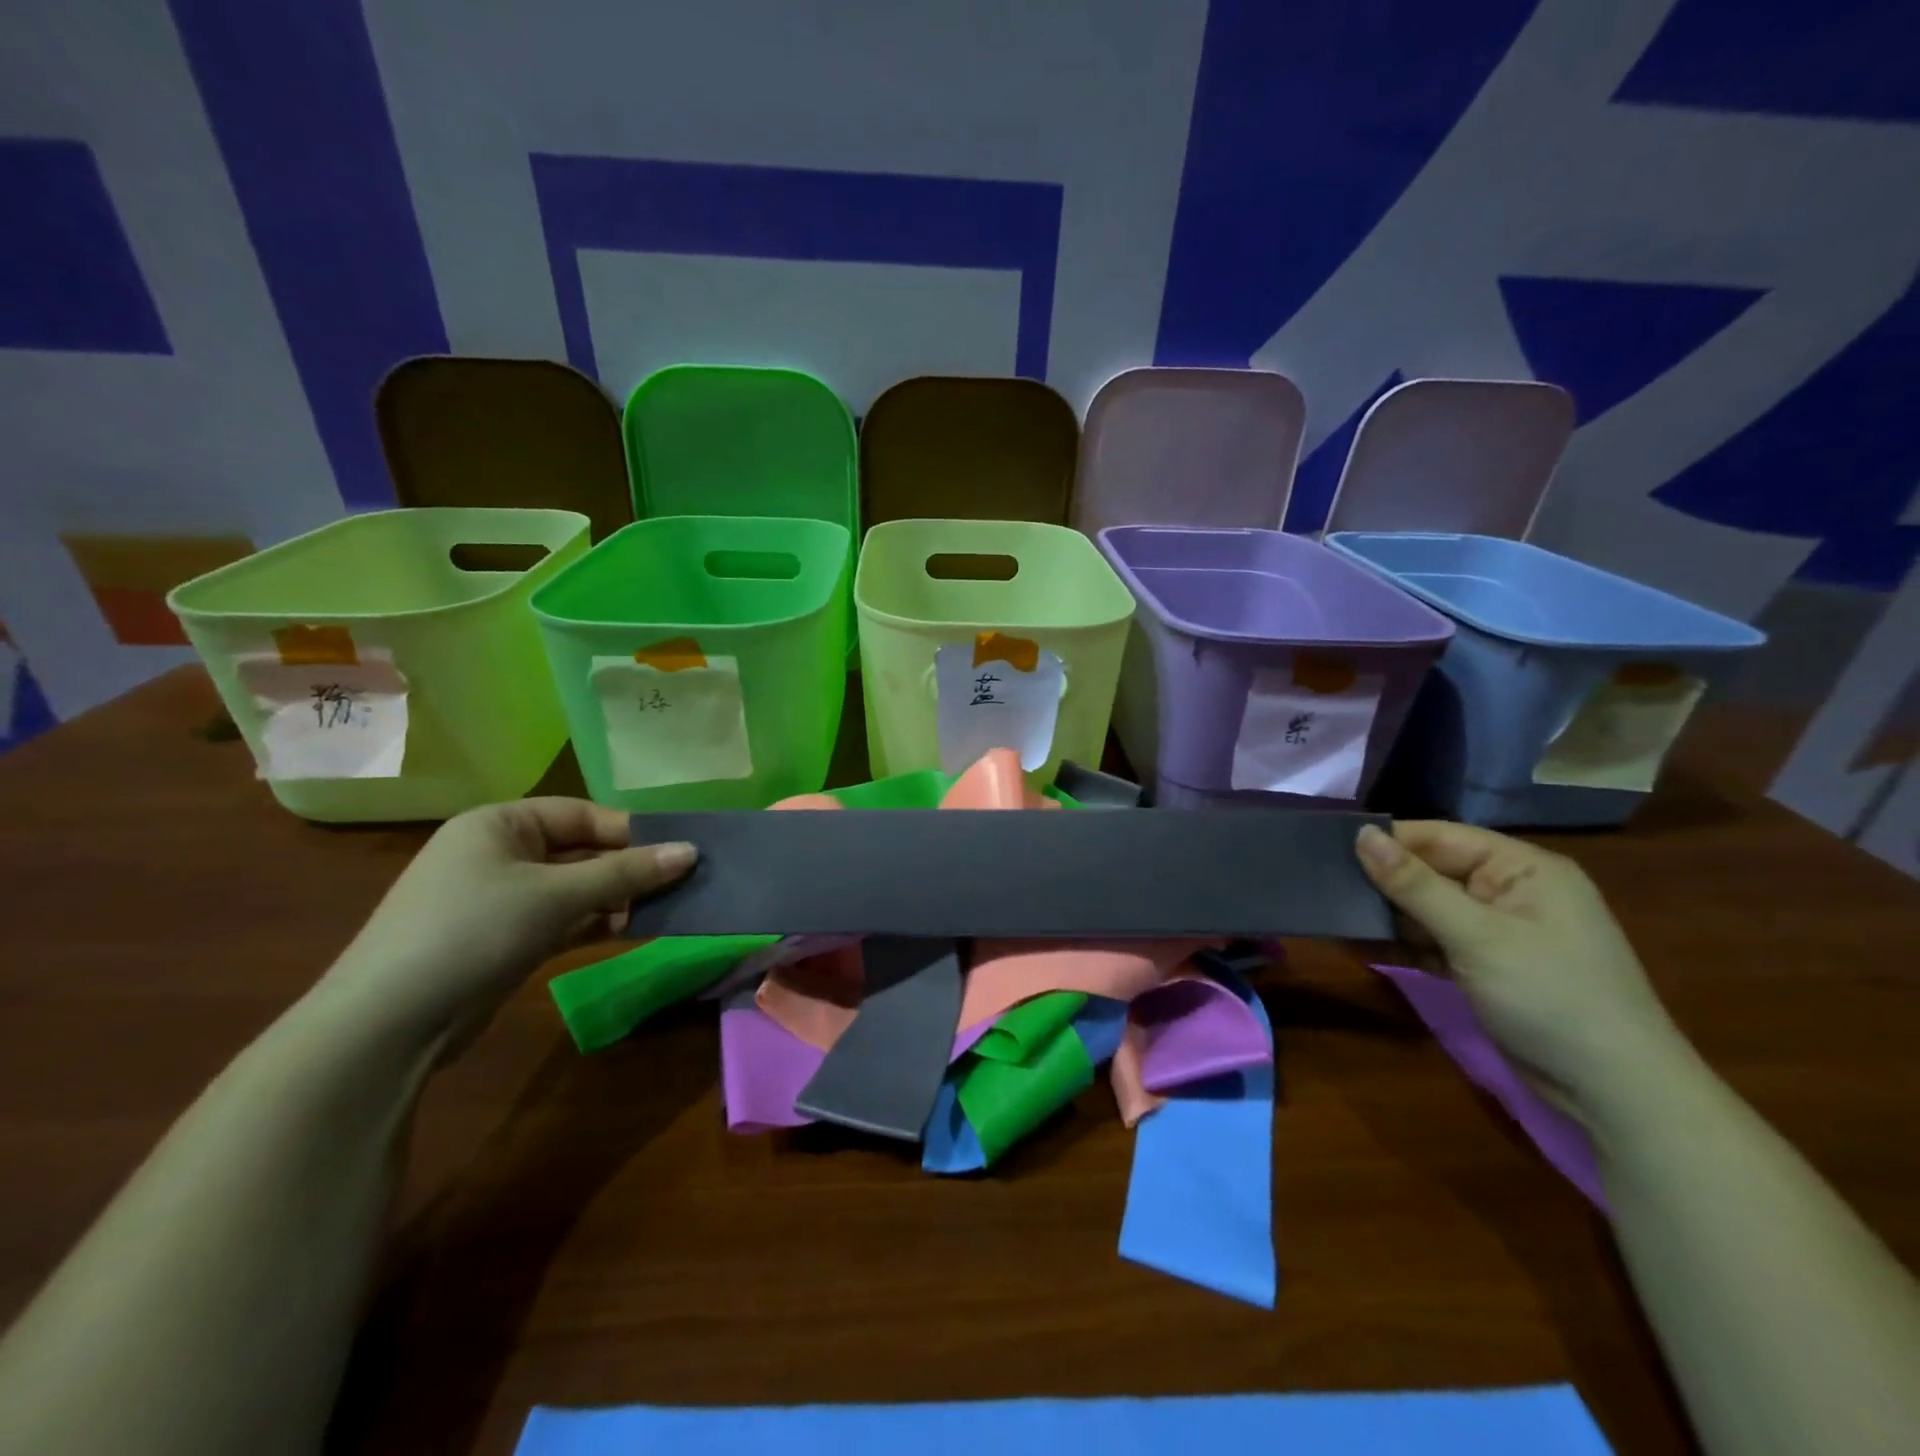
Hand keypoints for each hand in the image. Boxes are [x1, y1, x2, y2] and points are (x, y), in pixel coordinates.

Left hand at [319, 798, 695, 1055]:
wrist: (386, 1025)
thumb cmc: (473, 931)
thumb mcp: (556, 895)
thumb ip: (626, 873)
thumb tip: (691, 852)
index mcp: (499, 824)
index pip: (581, 814)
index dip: (631, 831)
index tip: (678, 851)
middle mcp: (498, 854)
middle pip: (581, 851)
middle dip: (628, 869)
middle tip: (680, 882)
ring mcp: (499, 899)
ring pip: (575, 888)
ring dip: (617, 898)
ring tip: (664, 909)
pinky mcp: (504, 940)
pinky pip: (563, 919)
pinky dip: (595, 922)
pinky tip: (631, 930)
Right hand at [1355, 820, 1686, 1119]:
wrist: (1614, 1093)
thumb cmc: (1551, 997)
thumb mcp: (1476, 936)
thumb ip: (1414, 885)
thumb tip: (1362, 835)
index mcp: (1521, 869)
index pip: (1440, 838)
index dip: (1388, 842)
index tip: (1329, 848)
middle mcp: (1510, 891)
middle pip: (1431, 871)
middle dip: (1383, 882)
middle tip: (1324, 886)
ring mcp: (1499, 930)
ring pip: (1427, 908)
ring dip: (1388, 916)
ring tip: (1334, 917)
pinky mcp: (1486, 965)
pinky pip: (1434, 941)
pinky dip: (1404, 944)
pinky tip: (1361, 946)